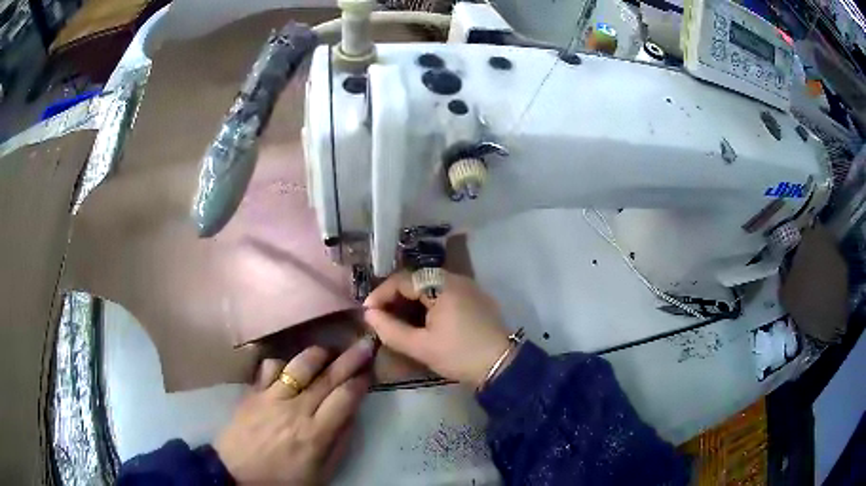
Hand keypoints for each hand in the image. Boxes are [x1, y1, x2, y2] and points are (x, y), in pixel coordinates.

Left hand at [214, 337, 374, 483]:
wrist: (235, 473)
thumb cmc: (282, 479)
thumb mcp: (320, 474)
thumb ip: (339, 445)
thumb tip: (352, 416)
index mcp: (315, 433)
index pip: (344, 398)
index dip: (360, 382)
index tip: (370, 370)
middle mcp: (296, 409)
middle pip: (327, 378)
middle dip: (350, 359)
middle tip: (364, 343)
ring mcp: (271, 397)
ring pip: (298, 366)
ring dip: (317, 354)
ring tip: (328, 350)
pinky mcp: (253, 393)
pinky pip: (268, 368)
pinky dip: (280, 362)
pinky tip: (287, 364)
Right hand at [363, 270, 510, 387]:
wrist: (501, 365)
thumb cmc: (459, 355)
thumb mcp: (421, 346)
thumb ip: (390, 330)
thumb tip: (369, 315)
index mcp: (442, 285)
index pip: (402, 280)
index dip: (381, 295)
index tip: (368, 313)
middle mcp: (455, 278)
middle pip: (416, 280)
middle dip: (395, 298)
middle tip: (381, 318)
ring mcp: (468, 287)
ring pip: (429, 287)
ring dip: (410, 301)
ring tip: (397, 321)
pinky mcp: (474, 298)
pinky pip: (444, 293)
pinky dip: (427, 304)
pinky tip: (421, 321)